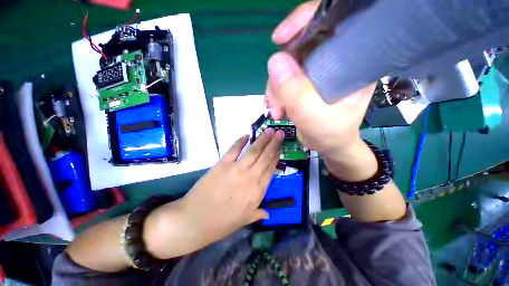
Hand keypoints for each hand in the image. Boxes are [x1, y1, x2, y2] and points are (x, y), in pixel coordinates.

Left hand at [143, 129, 283, 258]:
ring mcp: (236, 169)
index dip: (276, 158)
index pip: (270, 170)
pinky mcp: (222, 164)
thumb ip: (258, 213)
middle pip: (265, 157)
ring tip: (270, 130)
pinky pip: (234, 149)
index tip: (280, 149)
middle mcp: (250, 178)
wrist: (194, 220)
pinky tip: (247, 135)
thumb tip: (268, 212)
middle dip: (274, 144)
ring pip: (253, 151)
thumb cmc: (221, 223)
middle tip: (280, 132)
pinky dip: (240, 141)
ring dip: (262, 139)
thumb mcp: (244, 221)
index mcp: (257, 192)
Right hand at [265, 1, 375, 159]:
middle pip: (298, 48)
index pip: (331, 20)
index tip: (279, 38)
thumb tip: (273, 60)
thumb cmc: (331, 133)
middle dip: (280, 75)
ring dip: (275, 90)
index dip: (304, 20)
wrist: (329, 144)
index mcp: (351, 59)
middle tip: (276, 103)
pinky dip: (275, 94)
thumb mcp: (314, 116)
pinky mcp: (305, 82)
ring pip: (286, 66)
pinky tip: (277, 109)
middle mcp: (333, 59)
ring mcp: (316, 71)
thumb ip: (295, 91)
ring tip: (276, 112)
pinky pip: (283, 79)